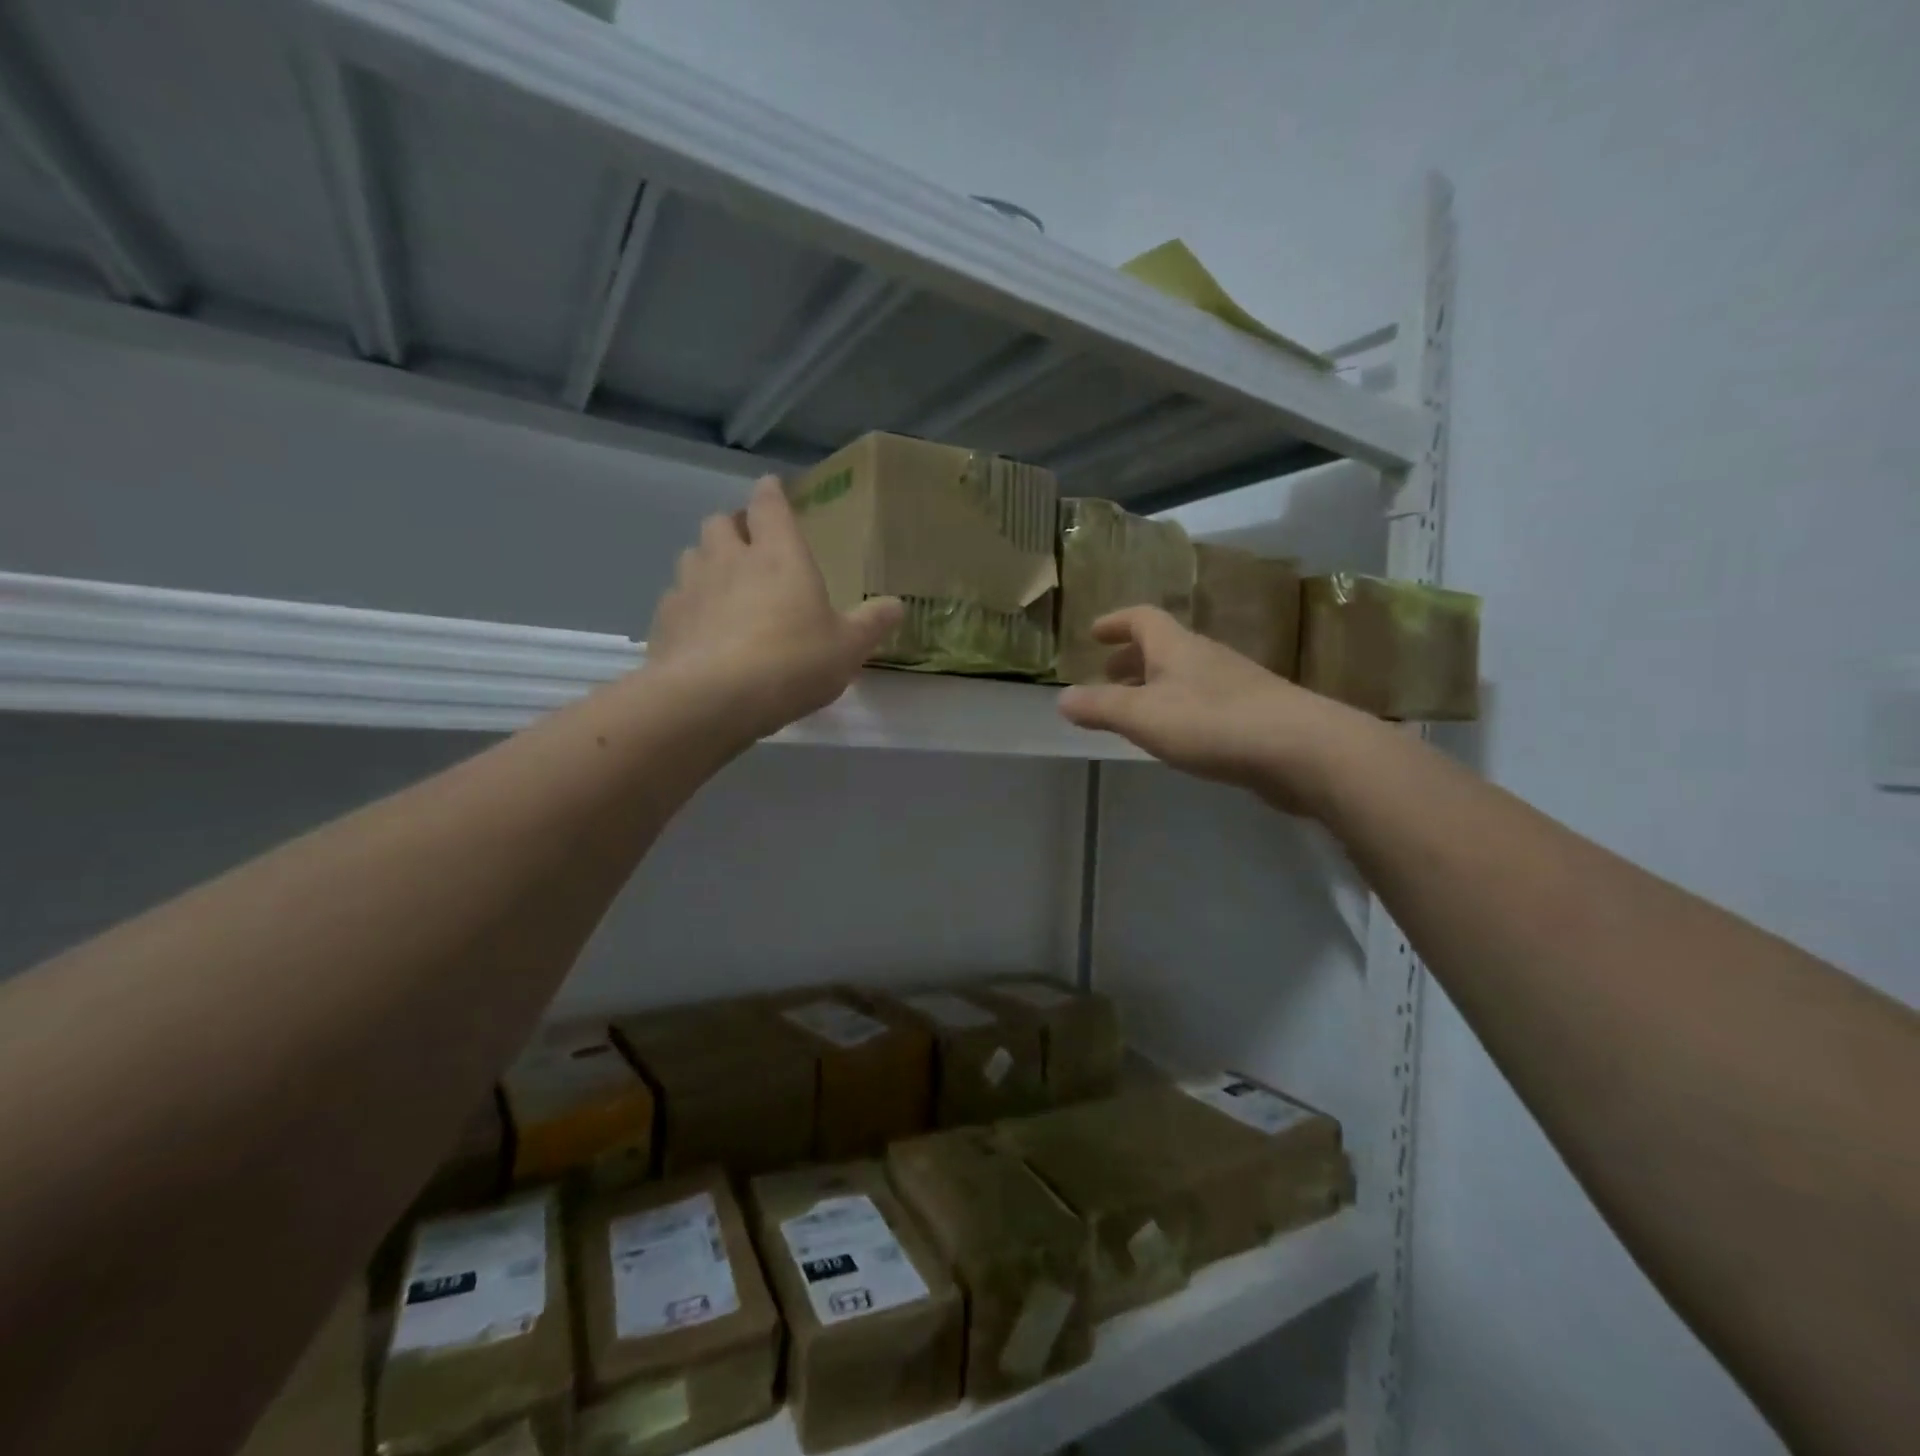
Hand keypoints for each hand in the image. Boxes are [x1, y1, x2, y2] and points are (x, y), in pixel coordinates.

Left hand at [647, 477, 902, 740]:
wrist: (713, 699)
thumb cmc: (792, 663)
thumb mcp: (847, 648)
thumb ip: (871, 624)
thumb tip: (896, 605)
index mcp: (779, 555)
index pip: (769, 504)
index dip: (771, 493)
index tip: (772, 488)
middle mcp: (729, 559)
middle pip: (721, 522)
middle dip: (734, 527)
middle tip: (748, 544)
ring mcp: (690, 587)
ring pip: (693, 555)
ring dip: (707, 561)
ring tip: (722, 584)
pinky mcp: (665, 620)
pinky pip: (675, 598)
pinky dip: (688, 604)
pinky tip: (700, 629)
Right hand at [1057, 606, 1376, 815]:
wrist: (1301, 749)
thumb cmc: (1213, 723)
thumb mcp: (1143, 716)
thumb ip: (1101, 707)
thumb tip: (1062, 698)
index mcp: (1177, 647)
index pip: (1142, 618)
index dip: (1116, 622)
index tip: (1094, 633)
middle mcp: (1206, 657)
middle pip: (1164, 646)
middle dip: (1132, 657)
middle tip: (1108, 674)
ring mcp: (1234, 684)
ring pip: (1184, 674)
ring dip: (1155, 684)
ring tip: (1136, 709)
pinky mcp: (1253, 713)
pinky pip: (1204, 700)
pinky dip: (1179, 707)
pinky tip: (1178, 735)